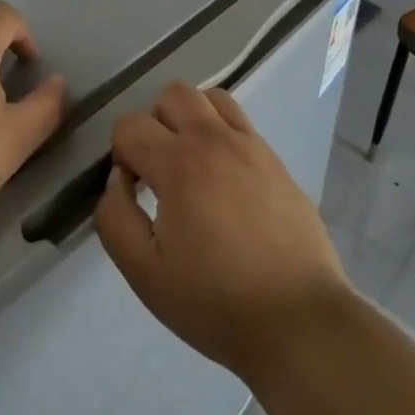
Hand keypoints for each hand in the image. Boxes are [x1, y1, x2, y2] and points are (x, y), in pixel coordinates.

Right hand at [94, 82, 351, 382]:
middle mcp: (216, 139)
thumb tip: (116, 179)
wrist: (299, 320)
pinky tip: (225, 181)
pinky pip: (241, 123)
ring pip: (211, 98)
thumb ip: (115, 218)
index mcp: (180, 164)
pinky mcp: (276, 160)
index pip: (131, 125)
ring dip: (191, 119)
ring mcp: (252, 145)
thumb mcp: (145, 273)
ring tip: (191, 165)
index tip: (133, 192)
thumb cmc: (215, 302)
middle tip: (159, 171)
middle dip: (154, 123)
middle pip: (173, 94)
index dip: (121, 155)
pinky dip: (222, 134)